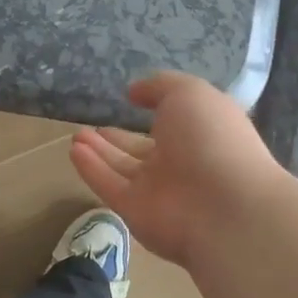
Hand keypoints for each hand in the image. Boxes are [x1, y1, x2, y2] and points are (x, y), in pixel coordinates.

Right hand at [69, 71, 286, 269]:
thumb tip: (134, 91)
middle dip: (118, 138)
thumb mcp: (189, 93)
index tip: (130, 97)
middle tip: (91, 126)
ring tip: (76, 135)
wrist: (223, 205)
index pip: (173, 121)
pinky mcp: (136, 211)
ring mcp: (158, 190)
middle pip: (142, 149)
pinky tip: (74, 150)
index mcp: (201, 133)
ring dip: (99, 151)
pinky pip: (109, 186)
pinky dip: (92, 169)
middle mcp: (181, 162)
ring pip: (123, 168)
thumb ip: (160, 86)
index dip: (154, 108)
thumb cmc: (211, 138)